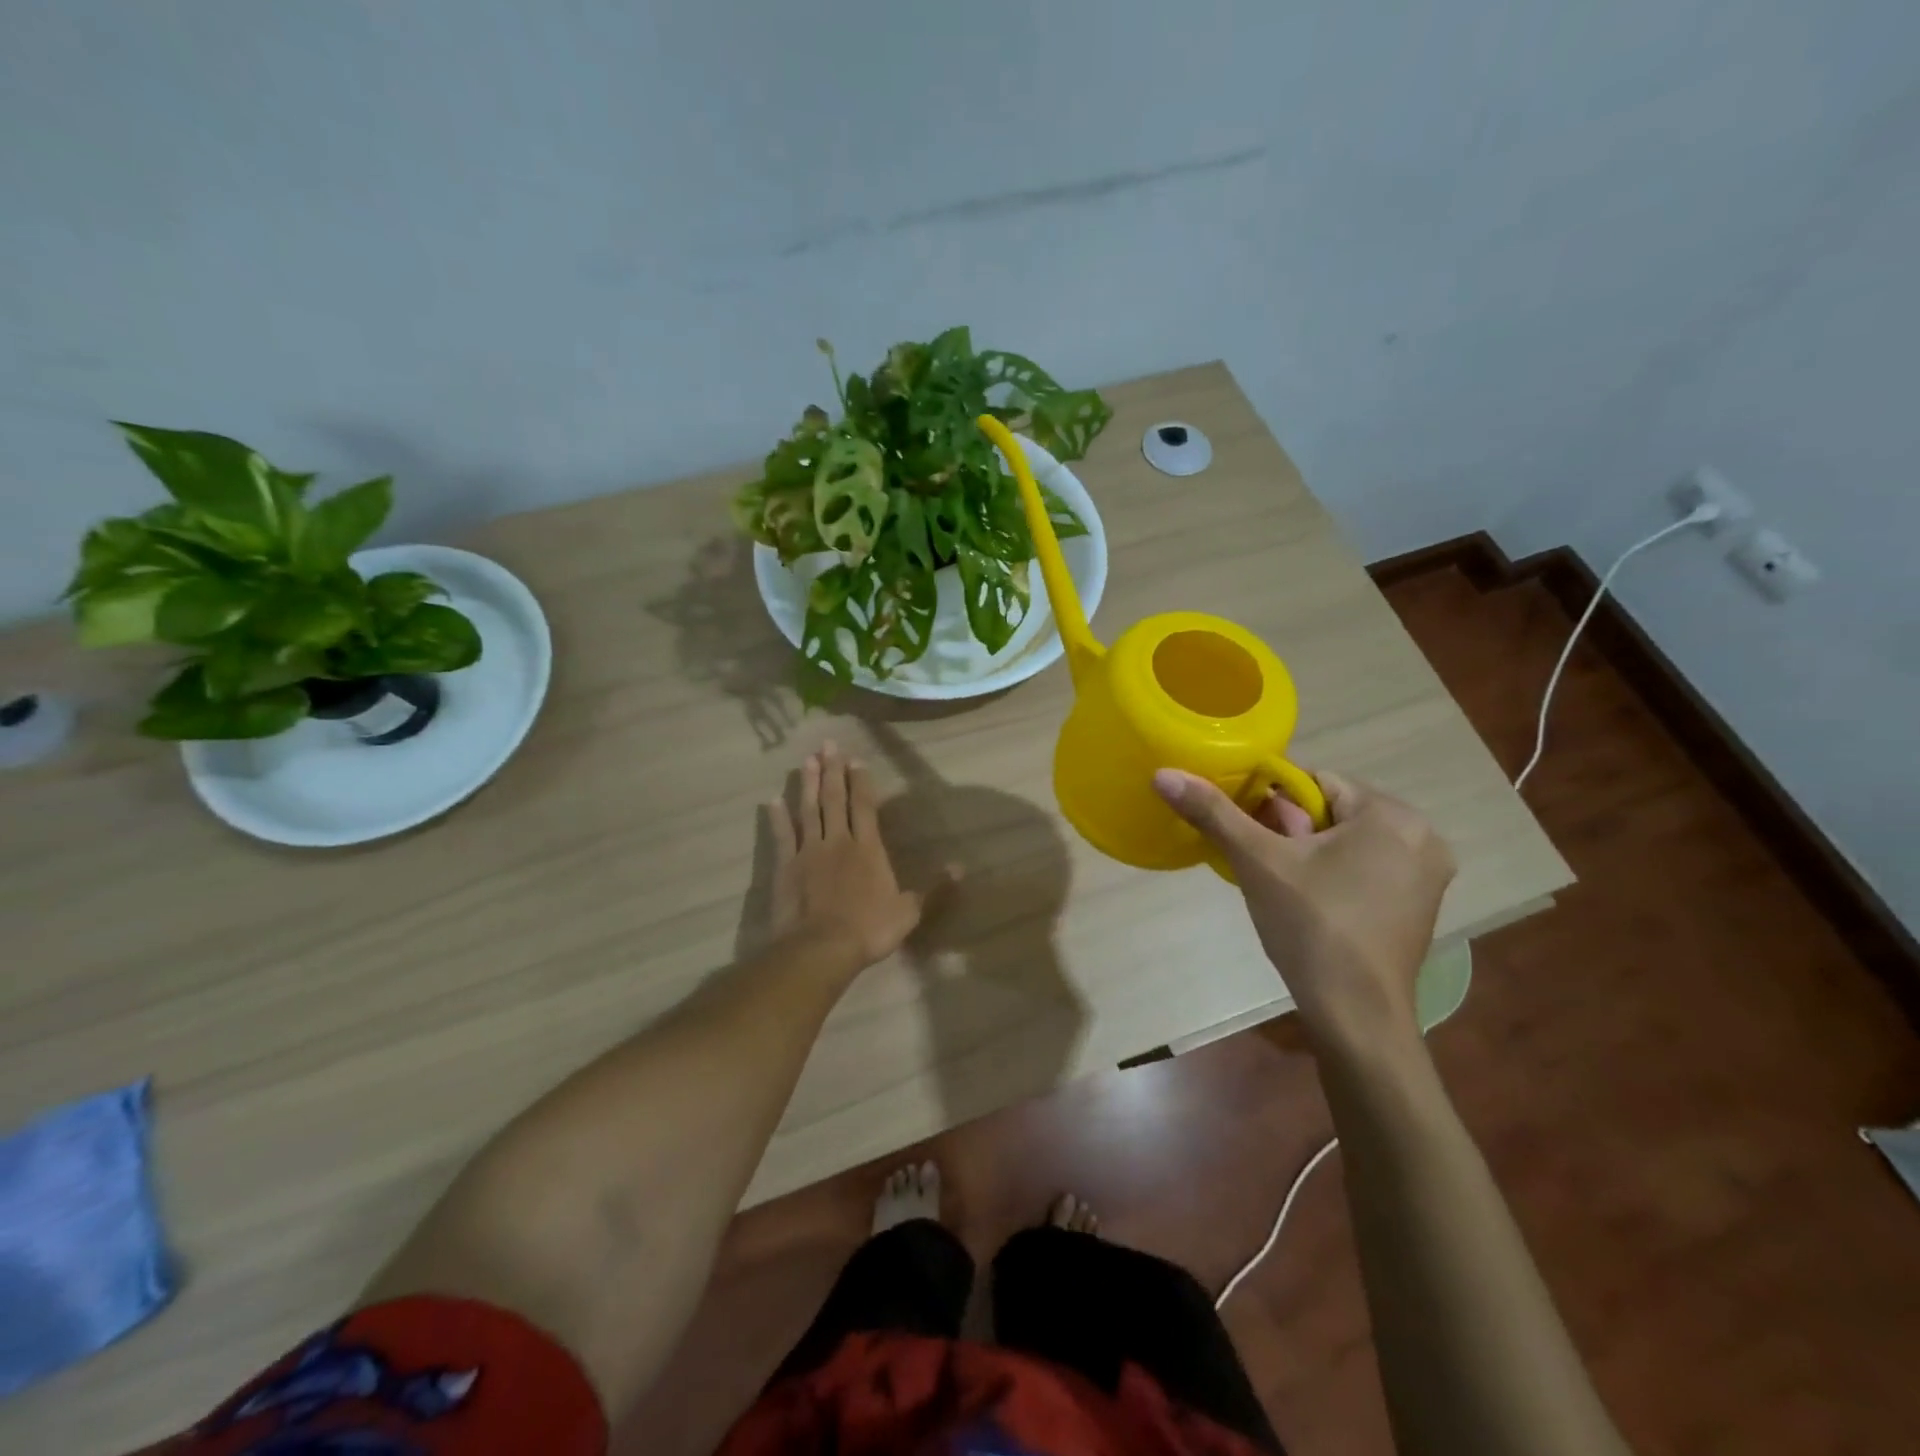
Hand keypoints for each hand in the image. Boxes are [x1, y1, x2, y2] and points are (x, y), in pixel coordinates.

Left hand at [767, 742, 940, 971]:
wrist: (821, 948)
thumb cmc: (869, 929)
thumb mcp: (909, 912)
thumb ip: (933, 888)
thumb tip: (961, 867)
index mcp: (868, 848)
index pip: (865, 806)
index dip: (861, 781)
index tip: (856, 759)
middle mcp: (838, 841)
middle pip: (835, 799)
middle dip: (833, 771)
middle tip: (827, 744)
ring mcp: (809, 851)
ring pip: (809, 810)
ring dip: (808, 784)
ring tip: (807, 760)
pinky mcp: (786, 866)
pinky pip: (783, 836)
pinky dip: (778, 818)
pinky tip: (772, 800)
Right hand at [1153, 768, 1456, 1050]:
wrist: (1356, 1015)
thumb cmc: (1312, 928)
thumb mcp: (1258, 863)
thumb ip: (1214, 813)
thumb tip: (1163, 774)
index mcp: (1392, 815)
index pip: (1315, 782)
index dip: (1271, 799)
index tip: (1243, 825)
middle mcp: (1422, 836)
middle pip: (1333, 811)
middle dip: (1291, 828)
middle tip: (1259, 858)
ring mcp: (1427, 874)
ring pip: (1349, 840)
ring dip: (1310, 850)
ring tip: (1277, 880)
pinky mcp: (1420, 904)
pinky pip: (1366, 867)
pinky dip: (1334, 871)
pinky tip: (1309, 899)